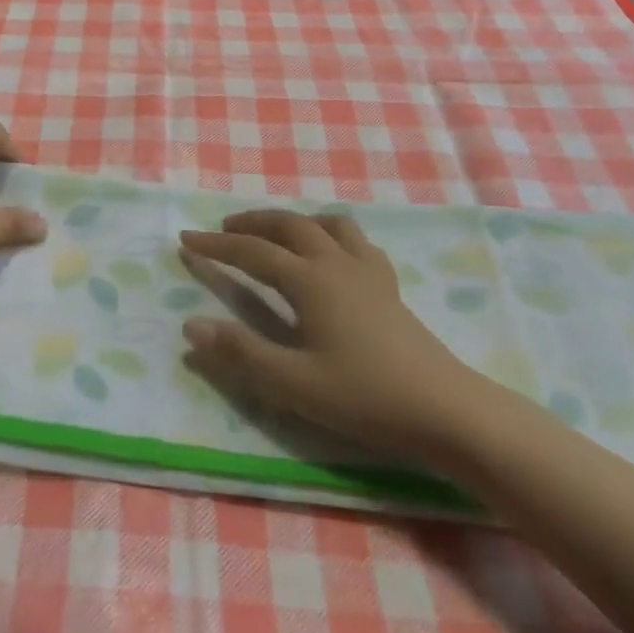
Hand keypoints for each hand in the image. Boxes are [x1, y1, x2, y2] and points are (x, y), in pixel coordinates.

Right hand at [179, 210, 489, 461]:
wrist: (448, 411)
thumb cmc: (366, 398)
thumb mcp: (294, 383)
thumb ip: (240, 353)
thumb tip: (190, 325)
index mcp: (309, 280)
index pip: (251, 253)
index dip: (215, 245)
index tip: (185, 238)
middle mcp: (335, 263)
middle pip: (287, 225)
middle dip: (251, 223)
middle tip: (224, 230)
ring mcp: (367, 271)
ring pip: (325, 224)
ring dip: (293, 221)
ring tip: (276, 233)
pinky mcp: (389, 286)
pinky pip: (356, 242)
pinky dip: (332, 235)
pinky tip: (332, 255)